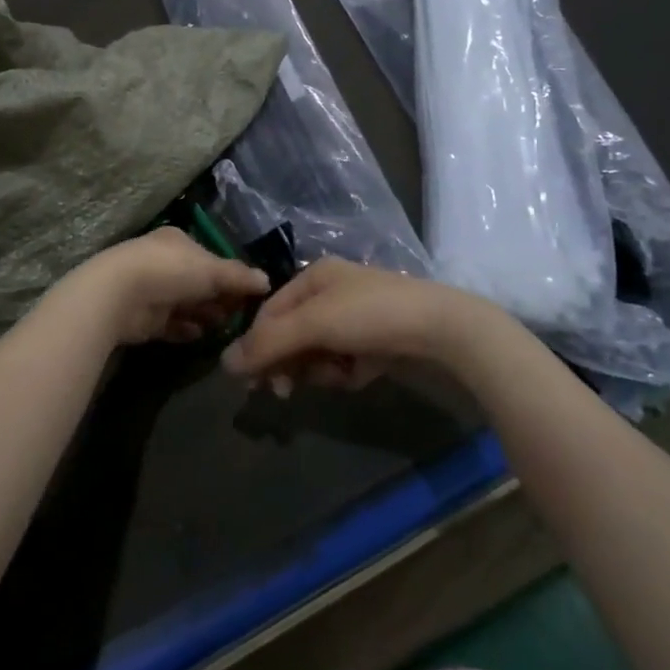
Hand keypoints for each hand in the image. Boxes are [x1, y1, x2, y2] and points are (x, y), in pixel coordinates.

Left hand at [70, 227, 272, 346]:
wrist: (118, 295)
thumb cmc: (170, 271)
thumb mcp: (212, 270)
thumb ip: (239, 277)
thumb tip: (266, 281)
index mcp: (178, 242)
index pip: (210, 257)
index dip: (230, 275)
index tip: (250, 294)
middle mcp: (164, 262)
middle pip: (198, 282)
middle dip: (219, 298)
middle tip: (241, 316)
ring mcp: (152, 290)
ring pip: (186, 304)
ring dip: (204, 315)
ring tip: (224, 328)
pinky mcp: (143, 317)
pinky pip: (171, 324)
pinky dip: (185, 329)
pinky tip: (199, 335)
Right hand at [221, 257, 505, 391]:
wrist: (444, 330)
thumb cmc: (372, 315)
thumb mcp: (315, 324)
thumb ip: (269, 343)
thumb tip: (224, 363)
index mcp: (315, 277)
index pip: (270, 311)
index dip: (257, 344)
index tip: (250, 380)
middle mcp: (332, 294)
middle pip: (291, 333)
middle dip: (287, 362)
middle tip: (283, 392)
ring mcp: (355, 320)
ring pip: (316, 352)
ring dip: (318, 369)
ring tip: (337, 377)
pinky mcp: (375, 344)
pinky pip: (342, 363)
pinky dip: (344, 374)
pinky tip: (360, 376)